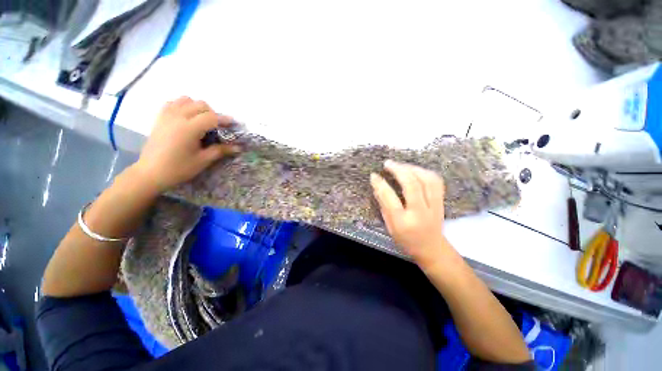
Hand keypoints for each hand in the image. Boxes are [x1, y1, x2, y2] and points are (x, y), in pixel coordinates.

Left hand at [134, 96, 239, 191]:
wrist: (151, 172)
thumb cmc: (179, 168)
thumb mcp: (203, 160)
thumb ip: (221, 150)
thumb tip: (238, 148)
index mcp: (189, 128)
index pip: (211, 117)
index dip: (224, 120)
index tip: (233, 124)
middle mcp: (177, 117)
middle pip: (200, 105)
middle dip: (213, 113)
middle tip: (217, 126)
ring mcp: (167, 115)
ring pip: (186, 100)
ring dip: (198, 107)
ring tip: (202, 120)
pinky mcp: (160, 118)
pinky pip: (173, 103)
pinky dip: (183, 105)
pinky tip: (187, 117)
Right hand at [370, 160, 448, 269]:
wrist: (432, 249)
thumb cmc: (406, 240)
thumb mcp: (390, 227)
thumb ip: (384, 205)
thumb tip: (377, 185)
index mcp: (403, 222)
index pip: (390, 198)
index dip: (380, 184)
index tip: (373, 175)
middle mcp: (420, 213)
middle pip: (412, 185)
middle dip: (398, 170)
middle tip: (388, 163)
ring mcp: (434, 206)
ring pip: (427, 180)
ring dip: (412, 168)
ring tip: (400, 165)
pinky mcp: (442, 202)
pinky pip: (436, 181)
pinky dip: (424, 172)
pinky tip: (415, 170)